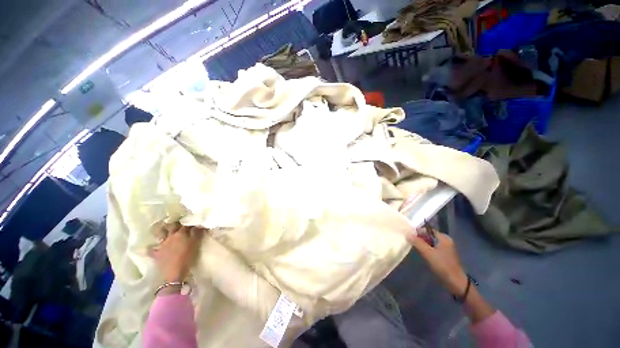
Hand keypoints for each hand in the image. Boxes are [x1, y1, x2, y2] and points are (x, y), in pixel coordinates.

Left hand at [149, 223, 203, 282]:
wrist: (174, 272)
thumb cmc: (187, 257)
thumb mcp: (195, 244)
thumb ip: (197, 233)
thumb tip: (199, 224)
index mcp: (181, 233)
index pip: (185, 224)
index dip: (188, 222)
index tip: (191, 220)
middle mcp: (170, 236)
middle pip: (171, 226)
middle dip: (174, 223)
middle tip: (177, 222)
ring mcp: (161, 245)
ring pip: (160, 234)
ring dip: (162, 231)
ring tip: (164, 229)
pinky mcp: (156, 254)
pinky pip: (151, 249)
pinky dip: (152, 247)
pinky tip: (152, 247)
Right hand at [407, 231, 468, 295]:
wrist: (455, 282)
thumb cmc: (442, 265)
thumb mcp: (428, 253)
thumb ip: (417, 242)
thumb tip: (408, 234)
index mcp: (444, 238)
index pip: (428, 230)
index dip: (418, 231)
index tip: (409, 235)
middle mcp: (445, 241)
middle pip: (429, 236)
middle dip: (420, 238)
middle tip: (410, 241)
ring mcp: (446, 248)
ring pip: (430, 242)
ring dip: (422, 244)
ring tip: (413, 246)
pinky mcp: (444, 255)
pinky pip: (433, 248)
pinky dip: (426, 249)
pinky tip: (421, 253)